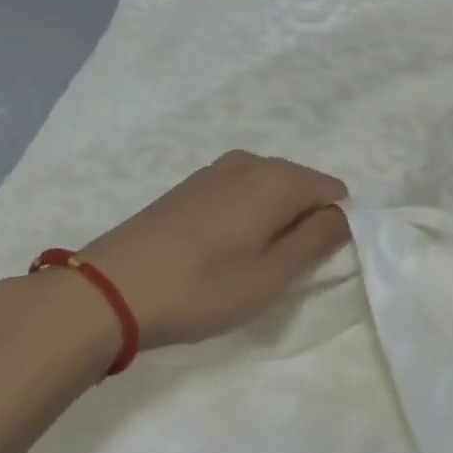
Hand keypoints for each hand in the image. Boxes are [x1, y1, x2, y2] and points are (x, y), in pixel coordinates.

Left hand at [78, 151, 349, 350]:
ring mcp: (217, 169)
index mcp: (278, 179)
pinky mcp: (190, 184)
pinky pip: (239, 193)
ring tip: (245, 265)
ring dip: (271, 222)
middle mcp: (252, 162)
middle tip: (277, 271)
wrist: (108, 290)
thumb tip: (344, 214)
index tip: (309, 265)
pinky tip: (217, 252)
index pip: (334, 191)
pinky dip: (243, 217)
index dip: (331, 229)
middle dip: (301, 223)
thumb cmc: (201, 288)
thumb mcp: (272, 275)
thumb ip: (318, 239)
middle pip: (301, 187)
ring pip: (269, 191)